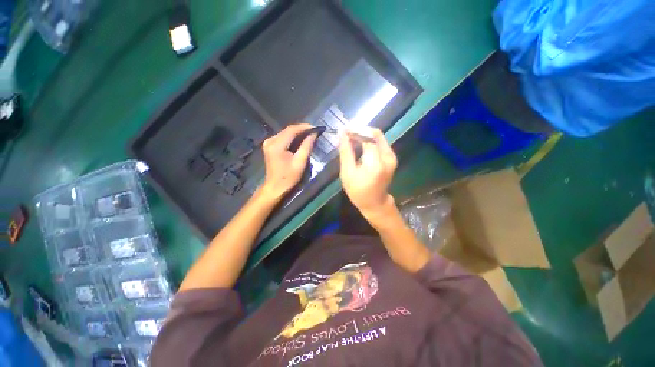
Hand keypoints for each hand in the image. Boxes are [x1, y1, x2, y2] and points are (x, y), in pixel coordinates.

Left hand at [260, 124, 316, 199]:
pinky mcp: (270, 145)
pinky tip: (301, 139)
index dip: (305, 127)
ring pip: (286, 132)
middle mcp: (270, 140)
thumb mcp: (300, 162)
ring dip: (298, 133)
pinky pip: (283, 137)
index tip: (316, 128)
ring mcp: (269, 142)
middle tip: (314, 131)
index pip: (292, 130)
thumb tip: (314, 134)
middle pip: (288, 130)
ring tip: (310, 134)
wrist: (275, 187)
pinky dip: (293, 137)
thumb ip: (307, 146)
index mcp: (277, 145)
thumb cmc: (288, 177)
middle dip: (302, 129)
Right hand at [338, 127, 397, 218]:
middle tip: (346, 132)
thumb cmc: (358, 191)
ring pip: (377, 137)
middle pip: (374, 135)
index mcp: (376, 163)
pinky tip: (359, 143)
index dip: (355, 131)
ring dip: (363, 135)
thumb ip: (346, 152)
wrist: (375, 203)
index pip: (366, 138)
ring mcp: (392, 157)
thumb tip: (342, 134)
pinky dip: (369, 140)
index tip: (343, 130)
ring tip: (350, 137)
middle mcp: (388, 157)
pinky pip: (380, 143)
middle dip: (359, 131)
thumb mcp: (347, 173)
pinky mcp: (392, 157)